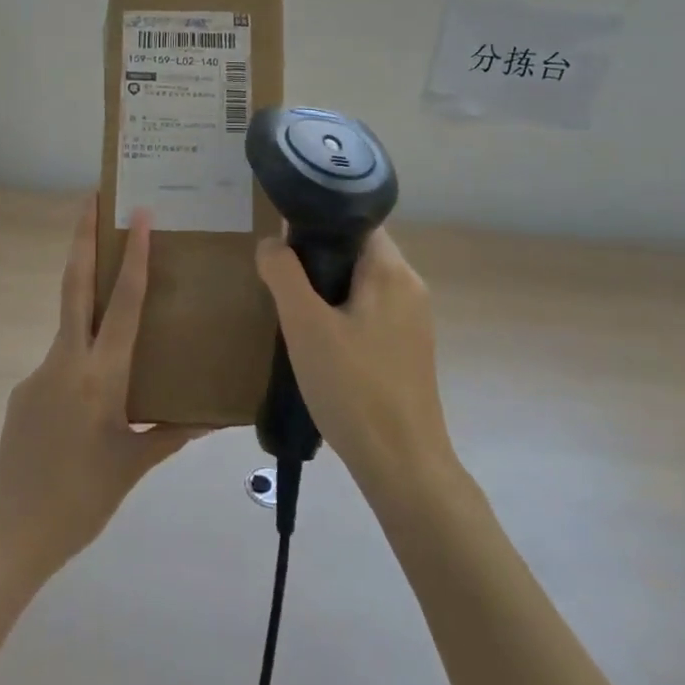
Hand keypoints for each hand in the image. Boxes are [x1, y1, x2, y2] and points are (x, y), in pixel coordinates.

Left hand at [0, 198, 202, 577]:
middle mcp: (65, 363)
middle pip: (74, 286)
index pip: (121, 305)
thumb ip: (171, 435)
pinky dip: (81, 358)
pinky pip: (61, 362)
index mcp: (100, 378)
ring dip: (87, 299)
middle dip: (81, 238)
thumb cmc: (82, 500)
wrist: (10, 534)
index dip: (132, 257)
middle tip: (90, 199)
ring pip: (70, 325)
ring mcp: (38, 373)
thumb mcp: (134, 466)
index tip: (136, 215)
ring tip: (113, 301)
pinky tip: (93, 394)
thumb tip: (212, 418)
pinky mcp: (24, 390)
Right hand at [255, 229, 449, 489]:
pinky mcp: (409, 348)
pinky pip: (371, 311)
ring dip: (329, 289)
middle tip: (282, 279)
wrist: (402, 463)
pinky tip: (321, 341)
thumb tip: (271, 242)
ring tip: (295, 311)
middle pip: (358, 251)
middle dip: (318, 259)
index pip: (355, 221)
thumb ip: (284, 275)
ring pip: (363, 283)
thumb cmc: (352, 387)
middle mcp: (409, 286)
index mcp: (391, 270)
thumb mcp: (305, 326)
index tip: (284, 241)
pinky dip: (344, 313)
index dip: (318, 223)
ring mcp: (413, 319)